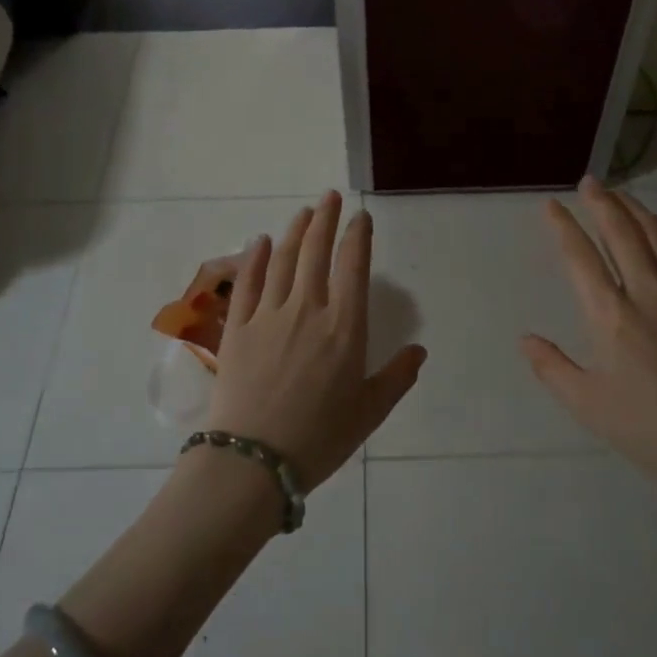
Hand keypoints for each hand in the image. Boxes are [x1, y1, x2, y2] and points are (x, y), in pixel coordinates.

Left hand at [208, 190, 426, 490]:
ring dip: (295, 232)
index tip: (360, 217)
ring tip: (303, 213)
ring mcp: (268, 315)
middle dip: (325, 219)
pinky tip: (260, 240)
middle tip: (329, 197)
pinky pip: (247, 282)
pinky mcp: (237, 327)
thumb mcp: (370, 412)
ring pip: (283, 260)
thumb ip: (397, 377)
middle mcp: (307, 309)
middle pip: (316, 252)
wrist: (254, 459)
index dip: (358, 237)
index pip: (354, 267)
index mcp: (345, 327)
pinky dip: (255, 257)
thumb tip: (419, 350)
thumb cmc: (320, 438)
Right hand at [521, 177, 656, 522]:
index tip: (550, 205)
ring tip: (621, 194)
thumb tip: (526, 338)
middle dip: (601, 203)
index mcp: (610, 318)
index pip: (581, 258)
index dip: (563, 227)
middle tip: (588, 182)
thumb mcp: (588, 406)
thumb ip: (552, 368)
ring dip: (637, 210)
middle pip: (622, 234)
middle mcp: (648, 294)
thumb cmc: (651, 431)